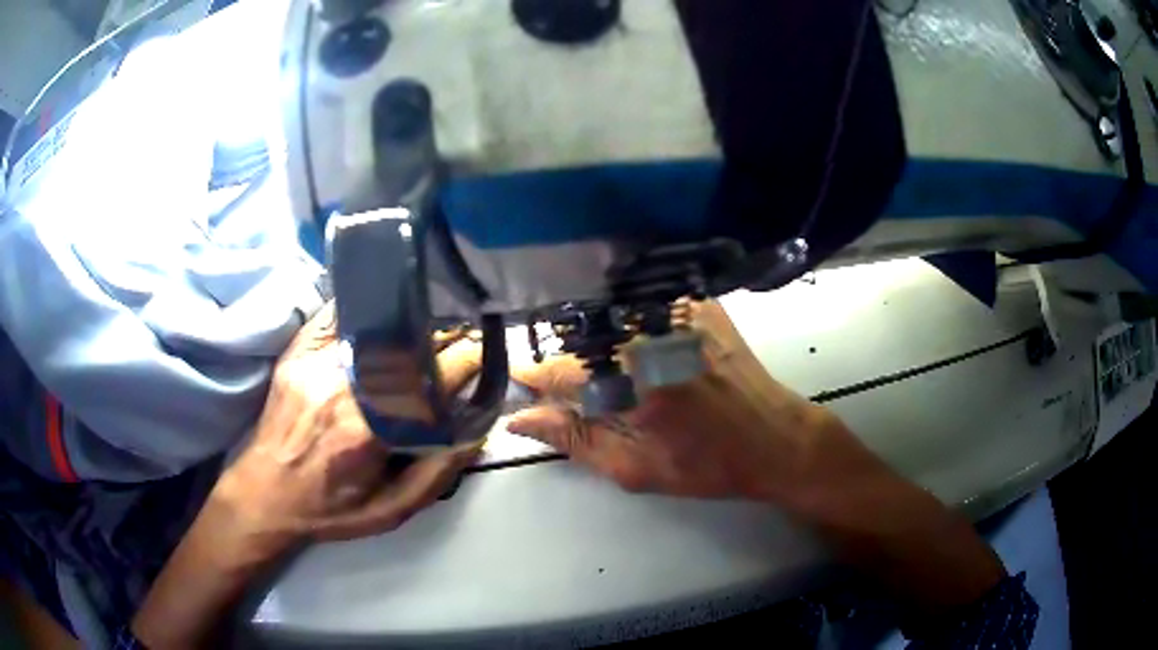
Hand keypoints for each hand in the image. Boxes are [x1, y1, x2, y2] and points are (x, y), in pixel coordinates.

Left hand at [133, 306, 482, 648]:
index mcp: (372, 431)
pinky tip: (380, 310)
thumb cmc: (329, 510)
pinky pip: (337, 316)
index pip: (434, 378)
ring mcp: (317, 365)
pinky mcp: (297, 354)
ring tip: (426, 328)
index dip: (469, 361)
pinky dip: (365, 309)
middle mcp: (346, 388)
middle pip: (409, 346)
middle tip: (459, 340)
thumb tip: (475, 433)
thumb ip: (436, 475)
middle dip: (444, 339)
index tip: (484, 356)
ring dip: (411, 325)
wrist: (263, 495)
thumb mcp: (389, 512)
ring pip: (379, 327)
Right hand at [508, 300, 845, 503]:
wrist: (776, 439)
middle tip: (592, 398)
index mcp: (633, 378)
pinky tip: (652, 356)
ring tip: (627, 381)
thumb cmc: (707, 464)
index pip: (558, 367)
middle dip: (574, 368)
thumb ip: (573, 439)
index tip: (522, 385)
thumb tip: (520, 420)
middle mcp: (651, 332)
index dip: (535, 377)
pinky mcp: (698, 302)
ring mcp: (678, 310)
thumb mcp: (635, 468)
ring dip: (604, 348)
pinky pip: (645, 308)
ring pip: (611, 321)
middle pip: (583, 339)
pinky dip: (635, 329)